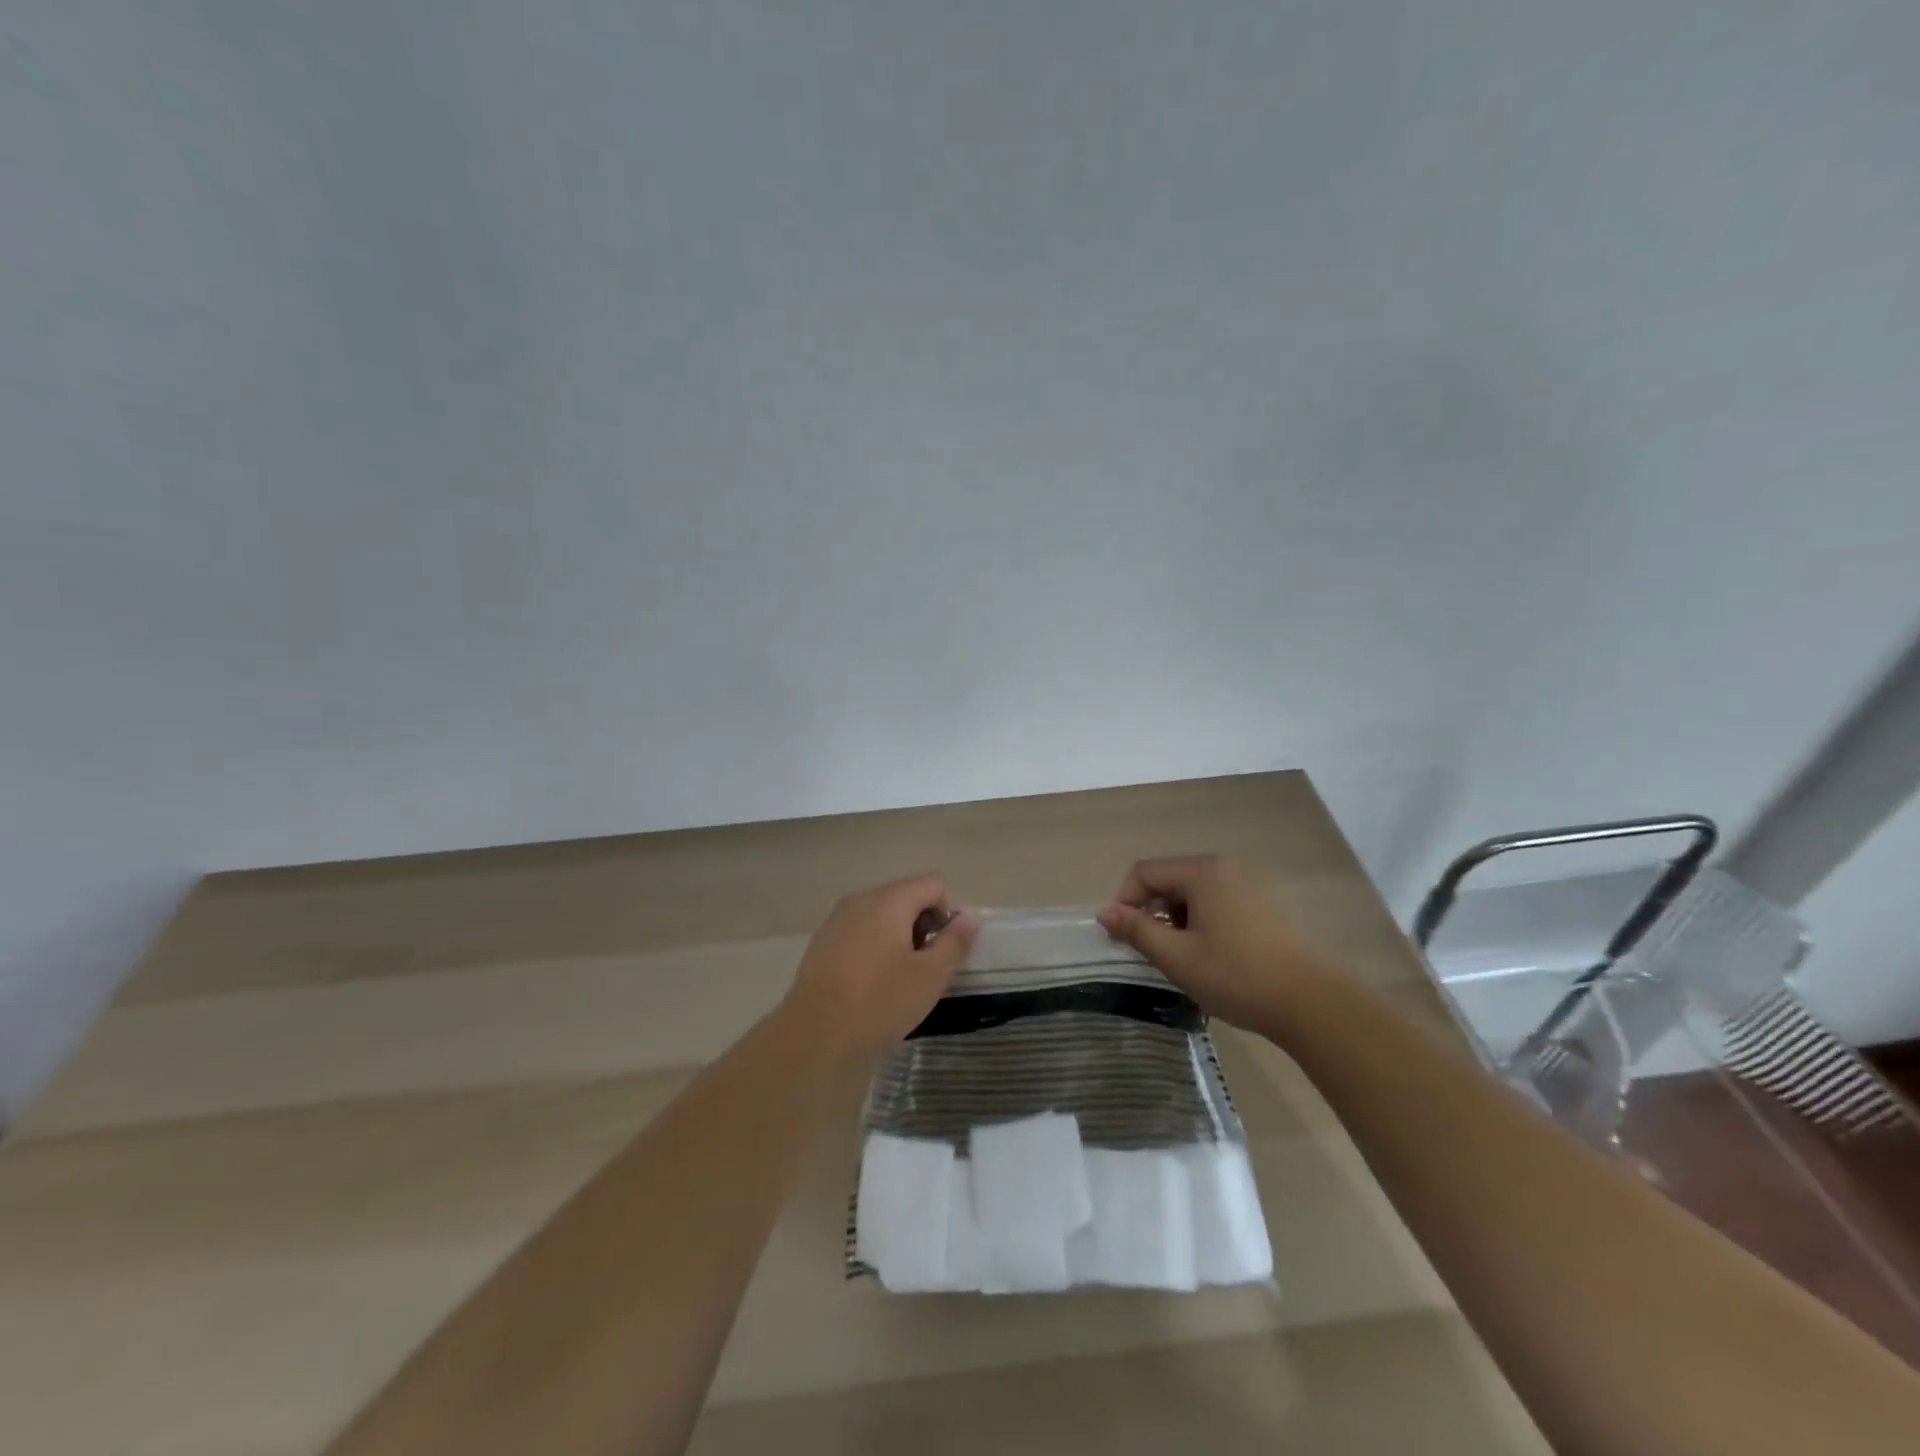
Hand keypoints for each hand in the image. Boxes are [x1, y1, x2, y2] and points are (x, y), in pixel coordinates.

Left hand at [782, 874, 979, 1060]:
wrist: (813, 1038)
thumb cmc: (878, 1002)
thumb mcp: (929, 976)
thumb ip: (954, 942)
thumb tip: (969, 918)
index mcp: (887, 901)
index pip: (934, 884)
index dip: (951, 912)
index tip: (951, 949)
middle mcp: (860, 901)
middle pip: (907, 898)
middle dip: (926, 926)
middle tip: (931, 968)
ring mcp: (836, 922)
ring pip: (883, 917)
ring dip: (902, 940)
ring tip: (905, 981)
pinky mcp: (822, 945)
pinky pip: (861, 934)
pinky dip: (877, 950)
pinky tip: (876, 986)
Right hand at [1096, 856, 1320, 1032]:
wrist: (1311, 1003)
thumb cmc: (1236, 976)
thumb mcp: (1177, 957)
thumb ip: (1136, 930)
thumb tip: (1104, 912)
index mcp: (1202, 872)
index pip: (1144, 872)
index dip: (1125, 902)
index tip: (1122, 938)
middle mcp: (1225, 868)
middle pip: (1170, 879)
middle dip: (1152, 912)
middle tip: (1152, 952)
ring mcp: (1249, 884)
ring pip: (1194, 893)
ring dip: (1176, 920)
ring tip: (1182, 958)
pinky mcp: (1265, 905)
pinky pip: (1218, 902)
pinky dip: (1202, 922)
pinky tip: (1211, 957)